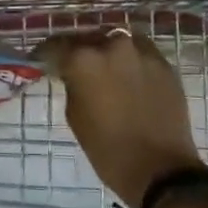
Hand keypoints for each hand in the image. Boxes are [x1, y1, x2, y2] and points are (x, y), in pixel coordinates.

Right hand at [41, 29, 203, 207]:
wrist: (160, 170)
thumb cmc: (108, 149)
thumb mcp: (75, 116)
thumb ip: (72, 84)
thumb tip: (73, 73)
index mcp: (84, 59)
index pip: (56, 45)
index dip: (46, 53)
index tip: (42, 60)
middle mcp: (112, 46)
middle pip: (88, 38)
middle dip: (79, 50)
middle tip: (75, 64)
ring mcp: (142, 52)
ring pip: (117, 40)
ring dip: (107, 51)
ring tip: (104, 67)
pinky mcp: (164, 64)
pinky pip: (140, 52)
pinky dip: (130, 60)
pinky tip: (128, 76)